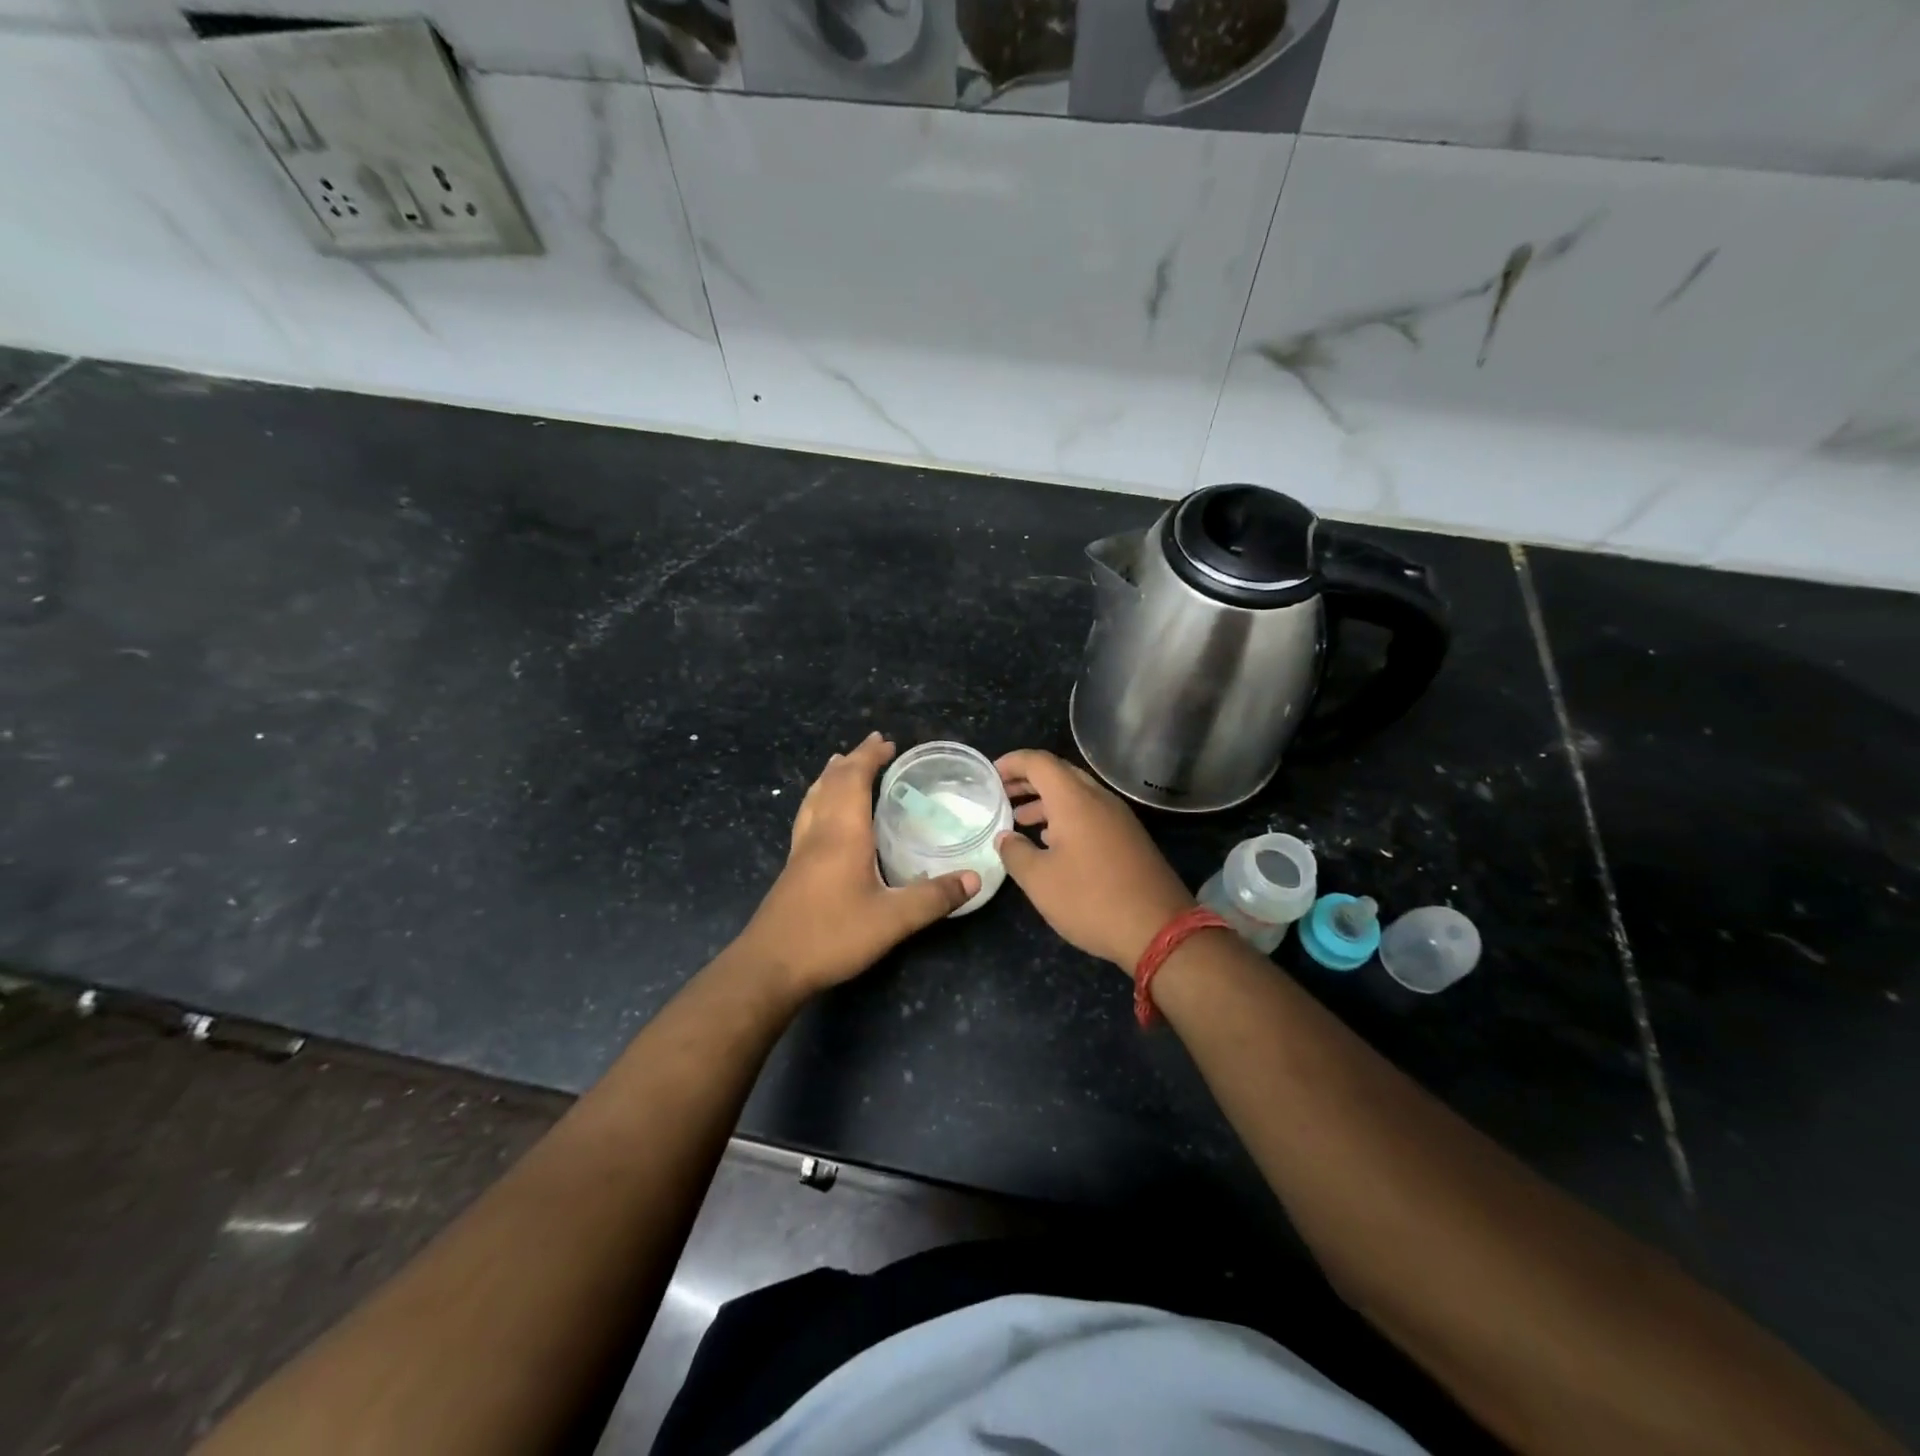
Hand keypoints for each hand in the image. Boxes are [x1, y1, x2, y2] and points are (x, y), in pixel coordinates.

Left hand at [739, 733, 978, 998]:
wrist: (770, 965)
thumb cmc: (831, 935)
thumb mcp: (892, 920)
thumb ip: (934, 898)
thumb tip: (974, 878)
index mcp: (843, 832)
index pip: (854, 779)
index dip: (870, 757)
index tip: (888, 742)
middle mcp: (820, 832)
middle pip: (832, 782)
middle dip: (854, 759)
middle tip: (874, 745)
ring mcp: (801, 850)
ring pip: (814, 798)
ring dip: (831, 776)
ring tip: (841, 763)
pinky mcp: (793, 868)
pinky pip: (808, 816)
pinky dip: (820, 799)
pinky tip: (823, 815)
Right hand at [994, 749, 1194, 973]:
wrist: (1159, 929)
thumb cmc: (1091, 900)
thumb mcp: (1040, 881)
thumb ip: (1015, 853)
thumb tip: (1005, 837)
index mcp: (1074, 799)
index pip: (1039, 762)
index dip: (1012, 763)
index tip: (989, 775)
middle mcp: (1099, 799)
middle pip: (1059, 773)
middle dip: (1027, 781)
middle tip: (1001, 795)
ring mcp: (1118, 818)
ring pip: (1076, 794)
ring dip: (1046, 801)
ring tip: (1020, 821)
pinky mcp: (1129, 837)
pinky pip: (1091, 813)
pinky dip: (1065, 817)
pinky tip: (1051, 842)